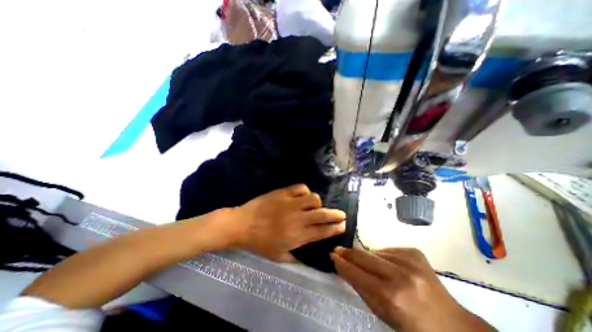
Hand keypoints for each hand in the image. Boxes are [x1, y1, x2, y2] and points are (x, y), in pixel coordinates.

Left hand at [227, 185, 346, 261]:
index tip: (343, 225)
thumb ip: (294, 257)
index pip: (322, 231)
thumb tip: (305, 256)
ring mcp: (291, 203)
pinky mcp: (283, 193)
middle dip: (336, 214)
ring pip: (314, 198)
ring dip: (317, 202)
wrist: (242, 224)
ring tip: (314, 205)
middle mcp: (298, 219)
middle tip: (341, 214)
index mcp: (297, 236)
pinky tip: (302, 195)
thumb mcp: (277, 256)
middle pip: (323, 214)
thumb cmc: (259, 243)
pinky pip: (300, 188)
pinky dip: (304, 191)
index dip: (335, 228)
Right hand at [332, 247, 495, 329]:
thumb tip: (344, 267)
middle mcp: (399, 276)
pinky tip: (393, 268)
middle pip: (363, 257)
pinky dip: (385, 257)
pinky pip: (388, 250)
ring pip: (375, 252)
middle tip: (338, 250)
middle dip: (348, 253)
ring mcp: (409, 261)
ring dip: (369, 259)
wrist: (452, 325)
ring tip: (376, 270)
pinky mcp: (415, 253)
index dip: (342, 264)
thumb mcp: (383, 314)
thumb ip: (362, 288)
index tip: (332, 255)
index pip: (356, 274)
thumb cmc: (413, 327)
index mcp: (390, 297)